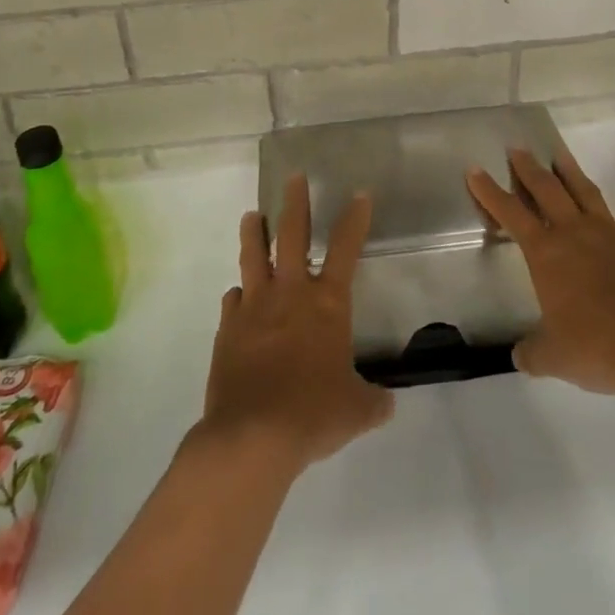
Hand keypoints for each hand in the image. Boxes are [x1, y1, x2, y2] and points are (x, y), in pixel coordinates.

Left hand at [197, 175, 393, 472]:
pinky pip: (233, 301)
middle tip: (293, 178)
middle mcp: (290, 294)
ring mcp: (254, 308)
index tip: (359, 194)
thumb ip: (372, 401)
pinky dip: (238, 296)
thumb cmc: (313, 414)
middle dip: (295, 203)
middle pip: (292, 235)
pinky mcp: (228, 329)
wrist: (253, 436)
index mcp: (327, 304)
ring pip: (253, 257)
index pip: (345, 248)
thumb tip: (386, 403)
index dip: (354, 219)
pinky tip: (238, 296)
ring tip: (252, 216)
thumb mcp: (356, 410)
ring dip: (254, 233)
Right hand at [467, 149, 614, 398]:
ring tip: (558, 155)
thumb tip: (522, 355)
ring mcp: (610, 234)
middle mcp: (574, 232)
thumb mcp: (553, 357)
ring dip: (568, 171)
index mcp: (546, 252)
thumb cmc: (598, 347)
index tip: (475, 170)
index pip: (510, 212)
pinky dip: (607, 219)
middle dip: (528, 167)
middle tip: (517, 149)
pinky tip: (609, 224)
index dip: (489, 191)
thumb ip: (533, 352)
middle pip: (546, 188)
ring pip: (584, 191)